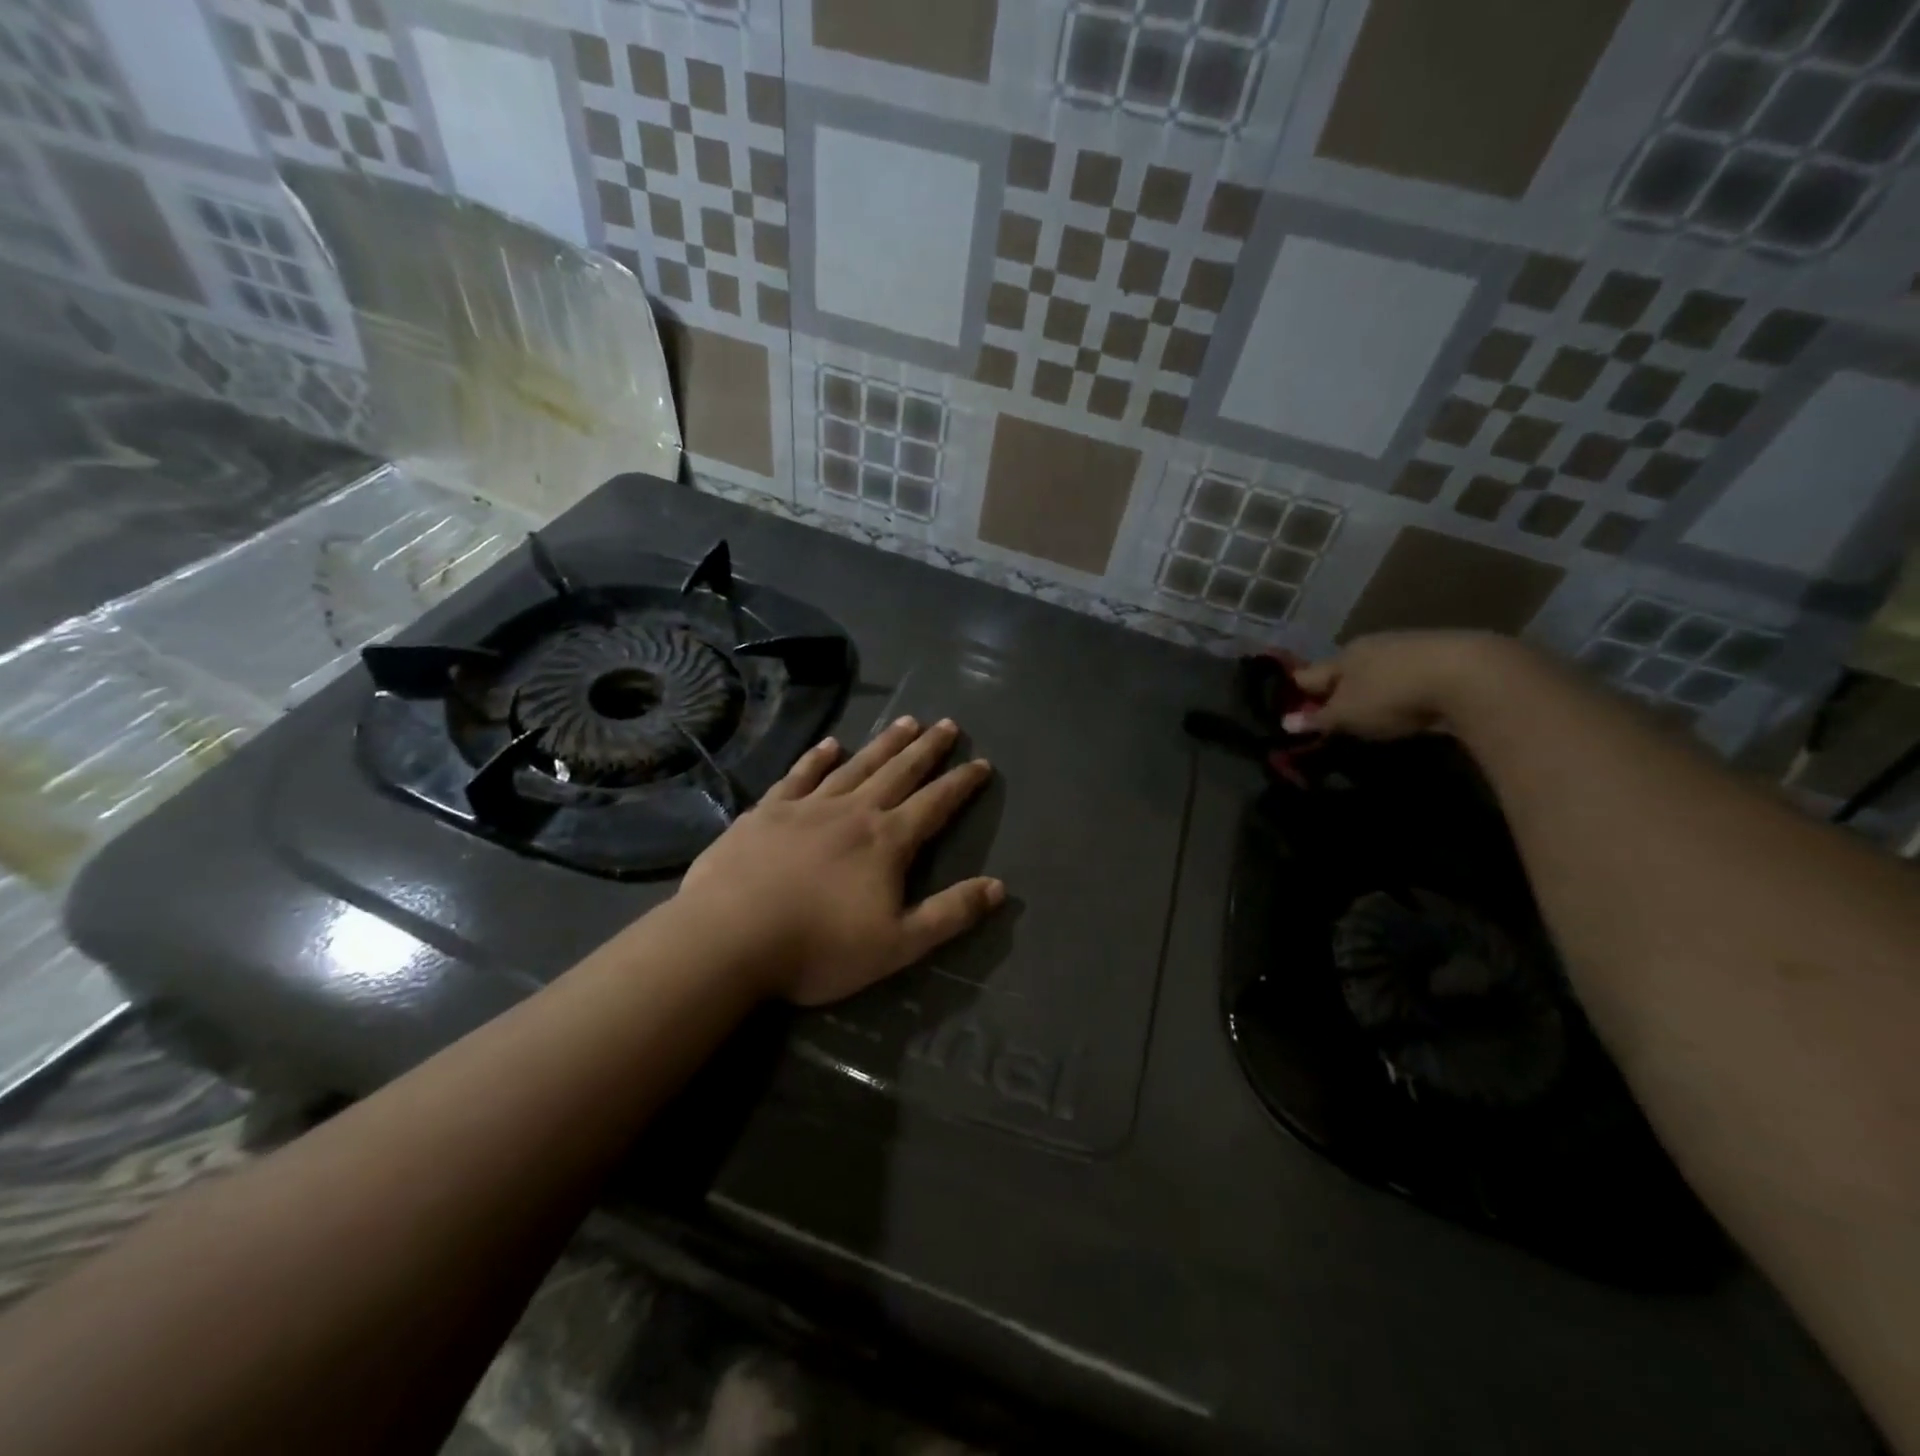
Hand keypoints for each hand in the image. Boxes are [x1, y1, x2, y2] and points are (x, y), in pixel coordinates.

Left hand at [674, 717, 1002, 1005]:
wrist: (730, 937)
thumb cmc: (819, 948)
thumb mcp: (898, 944)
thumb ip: (950, 914)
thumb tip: (999, 887)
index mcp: (886, 841)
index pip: (935, 804)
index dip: (961, 784)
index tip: (981, 763)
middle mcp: (853, 812)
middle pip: (899, 772)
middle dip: (927, 749)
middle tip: (947, 724)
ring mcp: (807, 807)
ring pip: (856, 765)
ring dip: (883, 743)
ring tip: (906, 721)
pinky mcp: (768, 811)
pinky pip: (800, 775)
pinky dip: (817, 757)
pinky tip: (830, 744)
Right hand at [1286, 631, 1512, 739]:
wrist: (1470, 675)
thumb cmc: (1392, 694)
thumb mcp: (1348, 714)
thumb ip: (1318, 719)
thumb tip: (1285, 723)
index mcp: (1342, 656)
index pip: (1308, 675)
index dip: (1296, 693)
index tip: (1290, 711)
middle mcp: (1371, 645)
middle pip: (1344, 670)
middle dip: (1336, 690)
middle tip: (1333, 716)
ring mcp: (1408, 647)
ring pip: (1378, 670)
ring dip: (1371, 689)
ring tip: (1371, 713)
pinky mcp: (1442, 657)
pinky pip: (1408, 675)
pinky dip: (1401, 689)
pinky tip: (1407, 704)